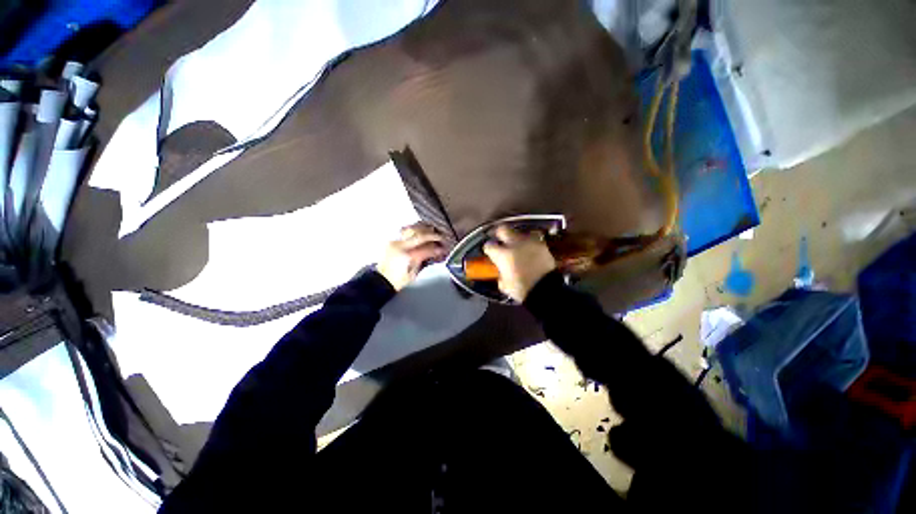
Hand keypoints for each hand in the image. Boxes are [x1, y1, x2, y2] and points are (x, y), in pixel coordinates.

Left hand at [377, 223, 446, 290]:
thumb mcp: (415, 272)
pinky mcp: (392, 240)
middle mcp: (400, 246)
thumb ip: (425, 259)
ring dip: (423, 228)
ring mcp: (395, 241)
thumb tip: (436, 252)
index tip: (444, 248)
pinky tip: (420, 230)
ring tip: (431, 230)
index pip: (427, 248)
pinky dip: (414, 229)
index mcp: (408, 256)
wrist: (381, 280)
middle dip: (433, 234)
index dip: (437, 248)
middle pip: (420, 234)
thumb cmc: (398, 280)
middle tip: (441, 237)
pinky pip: (404, 230)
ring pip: (411, 228)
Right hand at [483, 225, 556, 301]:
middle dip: (499, 233)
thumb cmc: (522, 290)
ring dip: (515, 238)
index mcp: (503, 255)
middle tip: (499, 239)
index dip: (488, 248)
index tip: (489, 251)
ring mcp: (529, 242)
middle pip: (503, 229)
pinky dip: (528, 244)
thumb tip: (501, 271)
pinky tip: (529, 251)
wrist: (546, 290)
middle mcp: (515, 244)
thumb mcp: (505, 285)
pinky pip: (532, 240)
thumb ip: (500, 274)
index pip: (489, 246)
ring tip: (517, 246)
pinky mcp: (542, 245)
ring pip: (519, 233)